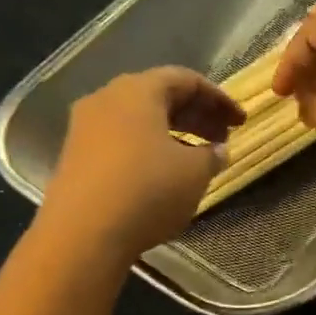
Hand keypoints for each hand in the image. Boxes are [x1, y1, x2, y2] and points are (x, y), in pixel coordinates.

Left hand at [40, 67, 243, 261]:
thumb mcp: (194, 173)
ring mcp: (85, 127)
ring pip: (138, 119)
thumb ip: (212, 155)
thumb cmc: (148, 190)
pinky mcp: (75, 156)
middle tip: (223, 138)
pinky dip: (148, 148)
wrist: (82, 234)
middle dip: (196, 115)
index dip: (219, 99)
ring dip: (172, 133)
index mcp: (138, 90)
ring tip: (197, 157)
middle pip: (160, 96)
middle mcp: (107, 98)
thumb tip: (217, 150)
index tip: (240, 122)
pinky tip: (163, 173)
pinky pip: (121, 140)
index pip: (186, 80)